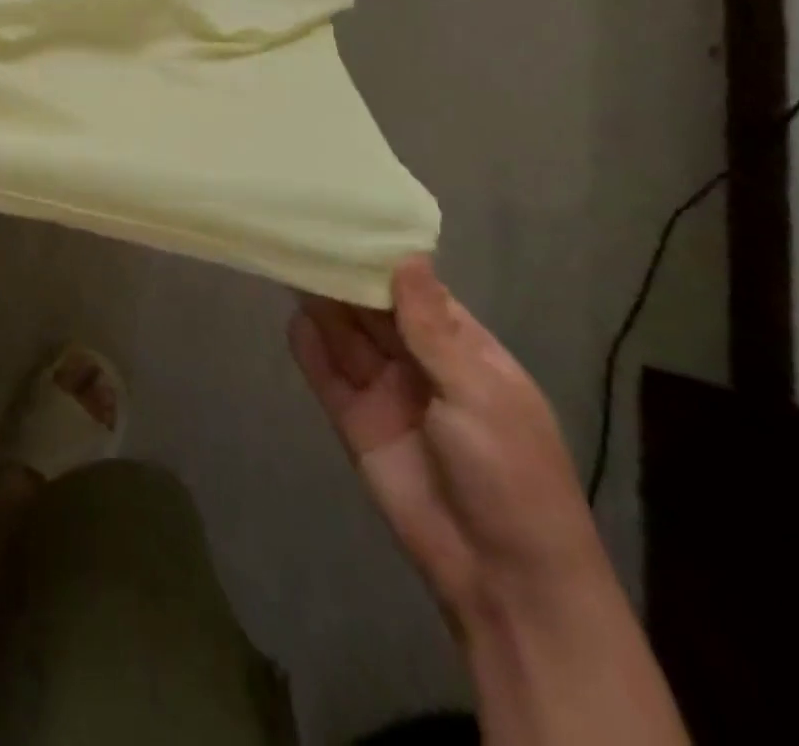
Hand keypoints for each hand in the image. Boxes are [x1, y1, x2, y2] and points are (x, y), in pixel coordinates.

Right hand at [288, 257, 602, 630]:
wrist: (502, 579)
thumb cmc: (511, 474)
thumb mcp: (478, 393)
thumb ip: (431, 327)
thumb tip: (407, 257)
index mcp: (463, 350)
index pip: (416, 291)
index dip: (384, 259)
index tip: (349, 219)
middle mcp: (419, 363)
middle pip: (373, 308)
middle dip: (344, 275)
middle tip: (303, 232)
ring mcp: (385, 392)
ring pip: (346, 336)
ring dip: (321, 304)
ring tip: (287, 260)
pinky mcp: (355, 421)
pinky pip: (326, 376)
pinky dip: (308, 349)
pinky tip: (290, 319)